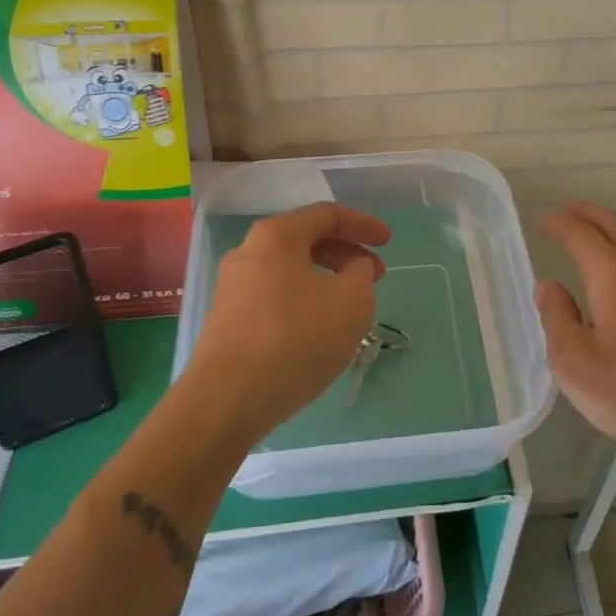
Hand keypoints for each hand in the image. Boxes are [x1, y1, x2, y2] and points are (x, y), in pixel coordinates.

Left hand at [186, 201, 390, 442]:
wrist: (227, 400)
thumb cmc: (296, 338)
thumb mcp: (352, 301)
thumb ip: (361, 275)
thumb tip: (351, 270)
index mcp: (276, 235)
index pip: (327, 215)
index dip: (363, 224)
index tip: (388, 242)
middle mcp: (248, 252)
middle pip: (306, 241)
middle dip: (345, 254)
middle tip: (374, 276)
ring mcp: (233, 288)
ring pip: (290, 272)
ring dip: (326, 281)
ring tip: (351, 307)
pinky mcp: (228, 321)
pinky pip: (275, 298)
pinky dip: (304, 302)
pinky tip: (319, 331)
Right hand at [536, 200, 615, 472]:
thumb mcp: (574, 361)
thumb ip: (557, 317)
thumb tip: (549, 286)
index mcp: (613, 276)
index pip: (583, 237)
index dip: (562, 226)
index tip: (546, 221)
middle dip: (592, 216)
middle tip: (572, 210)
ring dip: (613, 231)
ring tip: (595, 233)